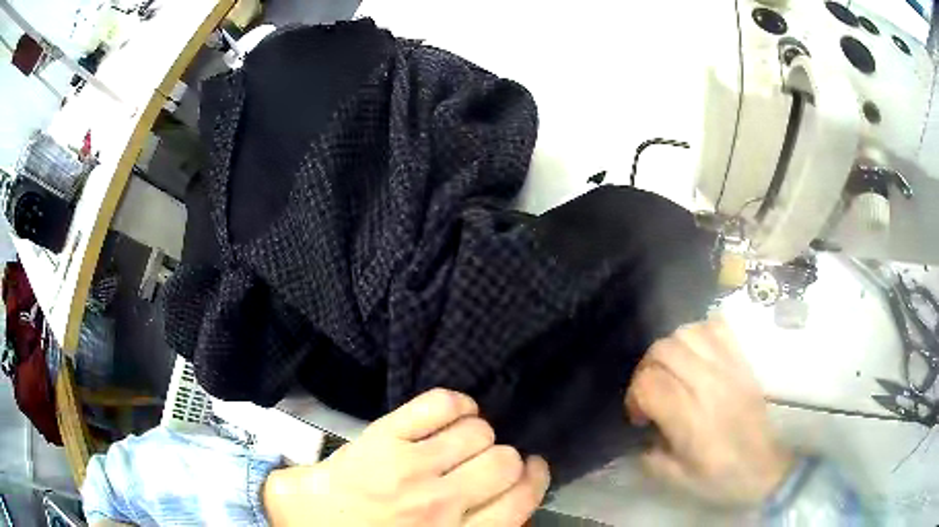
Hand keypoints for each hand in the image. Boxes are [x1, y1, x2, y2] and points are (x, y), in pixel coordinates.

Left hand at [263, 388, 549, 525]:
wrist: (300, 523)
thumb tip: (510, 503)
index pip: (520, 500)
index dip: (533, 479)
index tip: (530, 470)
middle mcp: (442, 503)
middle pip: (505, 461)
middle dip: (505, 457)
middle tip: (490, 460)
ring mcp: (411, 466)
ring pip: (478, 432)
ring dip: (479, 432)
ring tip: (467, 438)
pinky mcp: (383, 437)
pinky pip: (439, 404)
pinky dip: (456, 403)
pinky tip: (455, 411)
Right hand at [625, 319, 792, 505]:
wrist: (765, 467)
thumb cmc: (720, 477)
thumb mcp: (677, 479)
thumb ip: (649, 456)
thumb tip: (638, 434)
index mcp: (690, 418)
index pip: (649, 383)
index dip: (634, 396)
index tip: (640, 416)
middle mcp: (709, 385)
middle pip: (663, 350)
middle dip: (646, 369)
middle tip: (651, 391)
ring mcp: (729, 367)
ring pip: (687, 332)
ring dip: (670, 349)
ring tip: (672, 371)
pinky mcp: (743, 360)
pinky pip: (716, 327)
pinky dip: (699, 333)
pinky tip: (696, 354)